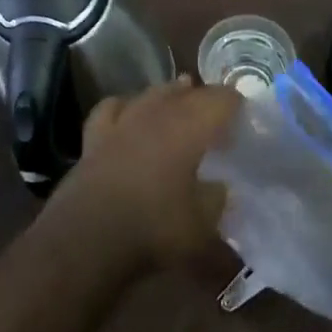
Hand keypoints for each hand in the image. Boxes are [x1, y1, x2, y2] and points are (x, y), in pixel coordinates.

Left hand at [50, 78, 241, 267]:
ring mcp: (122, 122)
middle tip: (217, 115)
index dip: (236, 104)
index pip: (221, 99)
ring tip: (180, 98)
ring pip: (150, 94)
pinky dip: (126, 106)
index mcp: (189, 127)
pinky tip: (129, 112)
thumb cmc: (153, 229)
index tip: (245, 117)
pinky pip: (112, 108)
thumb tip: (219, 187)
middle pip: (186, 92)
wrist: (86, 239)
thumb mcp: (202, 225)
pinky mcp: (94, 137)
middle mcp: (156, 114)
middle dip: (204, 98)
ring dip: (169, 95)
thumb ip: (216, 200)